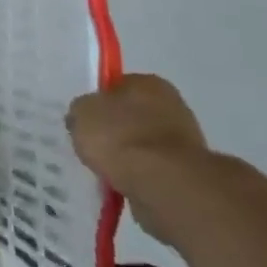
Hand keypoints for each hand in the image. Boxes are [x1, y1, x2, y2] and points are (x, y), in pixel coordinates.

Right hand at [67, 75, 208, 243]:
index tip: (83, 120)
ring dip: (126, 155)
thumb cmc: (120, 137)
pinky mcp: (186, 171)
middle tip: (91, 144)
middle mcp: (171, 105)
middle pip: (131, 115)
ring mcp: (183, 140)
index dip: (97, 102)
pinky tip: (121, 183)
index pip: (116, 86)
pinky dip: (137, 175)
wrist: (163, 183)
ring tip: (104, 169)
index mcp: (148, 83)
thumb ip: (80, 110)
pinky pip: (151, 168)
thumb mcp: (81, 113)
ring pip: (142, 143)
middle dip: (113, 129)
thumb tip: (83, 117)